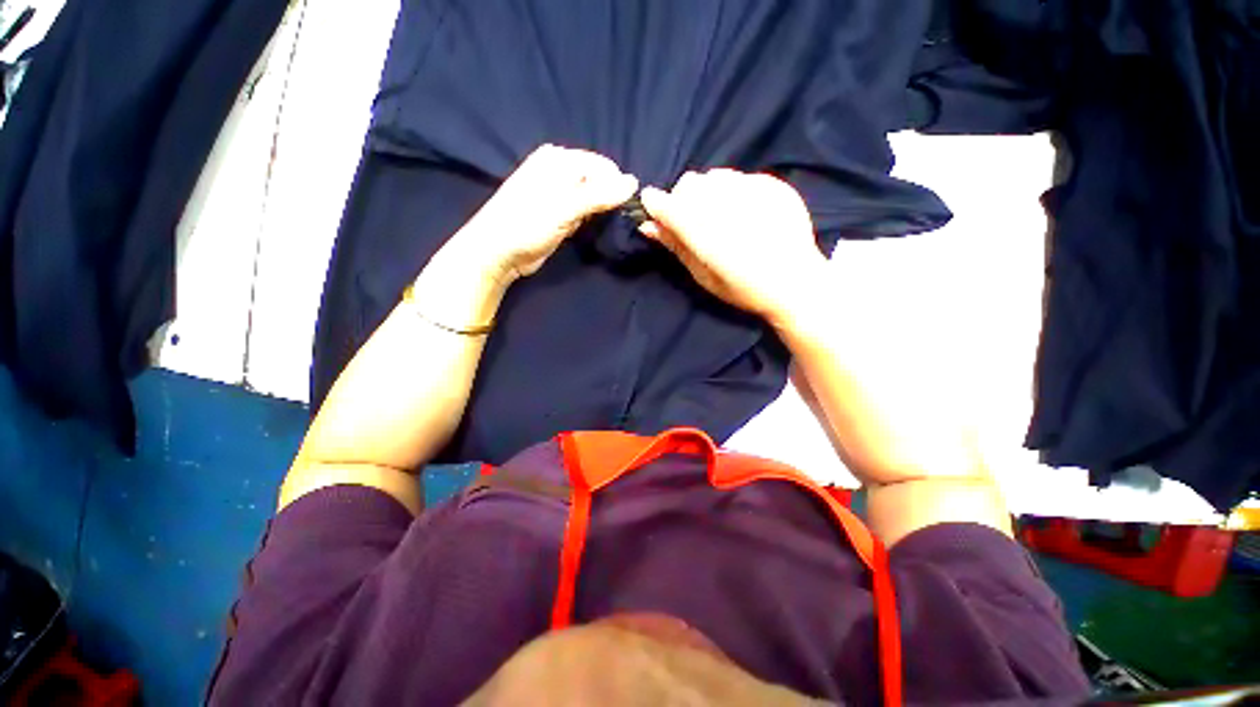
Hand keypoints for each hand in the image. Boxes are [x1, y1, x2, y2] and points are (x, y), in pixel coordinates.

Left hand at [446, 144, 638, 288]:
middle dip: (609, 200)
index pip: (603, 167)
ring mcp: (559, 193)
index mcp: (559, 159)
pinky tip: (587, 230)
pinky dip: (590, 220)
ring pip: (593, 198)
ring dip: (600, 212)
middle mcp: (560, 171)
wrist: (497, 252)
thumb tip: (633, 182)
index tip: (624, 211)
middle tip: (611, 222)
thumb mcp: (564, 208)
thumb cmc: (527, 225)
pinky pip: (584, 212)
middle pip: (599, 181)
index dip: (617, 187)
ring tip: (600, 227)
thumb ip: (599, 195)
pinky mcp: (559, 213)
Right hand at [638, 170, 828, 328]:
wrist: (796, 283)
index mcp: (705, 233)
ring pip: (714, 177)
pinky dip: (733, 191)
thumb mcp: (704, 276)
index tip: (653, 207)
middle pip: (689, 184)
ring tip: (721, 216)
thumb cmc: (744, 289)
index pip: (668, 205)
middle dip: (683, 199)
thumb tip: (648, 225)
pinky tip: (744, 212)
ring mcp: (752, 191)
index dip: (656, 204)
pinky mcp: (772, 185)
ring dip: (708, 193)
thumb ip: (676, 246)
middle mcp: (726, 205)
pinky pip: (740, 177)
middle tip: (693, 221)